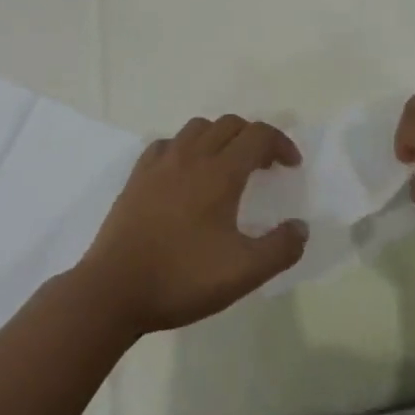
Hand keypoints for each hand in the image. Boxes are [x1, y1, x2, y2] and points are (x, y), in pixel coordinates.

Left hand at [76, 115, 306, 335]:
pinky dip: (186, 147)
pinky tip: (185, 172)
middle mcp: (192, 156)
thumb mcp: (243, 273)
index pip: (258, 135)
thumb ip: (280, 249)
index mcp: (220, 173)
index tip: (291, 166)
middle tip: (264, 166)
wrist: (113, 290)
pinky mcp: (137, 176)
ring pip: (197, 128)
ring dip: (220, 136)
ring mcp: (160, 163)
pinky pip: (167, 143)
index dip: (280, 143)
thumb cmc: (182, 278)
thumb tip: (300, 227)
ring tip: (227, 164)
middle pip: (229, 124)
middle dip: (253, 137)